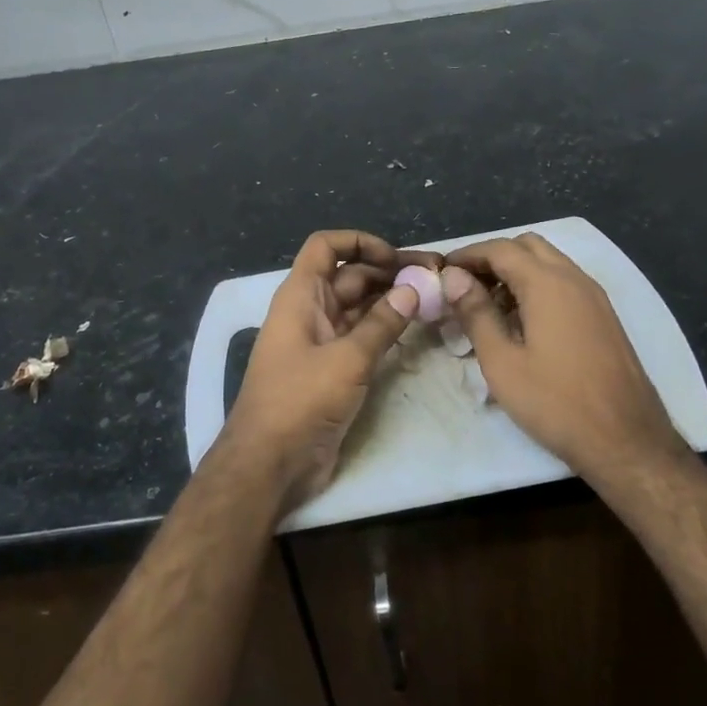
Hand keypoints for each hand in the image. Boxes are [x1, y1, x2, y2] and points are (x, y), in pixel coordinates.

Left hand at [225, 231, 439, 506]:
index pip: (325, 247)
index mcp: (300, 296)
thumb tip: (412, 289)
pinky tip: (415, 328)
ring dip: (392, 300)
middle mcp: (310, 311)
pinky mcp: (332, 369)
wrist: (270, 463)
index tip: (395, 258)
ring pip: (360, 307)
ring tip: (433, 298)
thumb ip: (381, 324)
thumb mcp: (346, 360)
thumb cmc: (300, 401)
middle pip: (350, 276)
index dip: (359, 242)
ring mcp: (322, 341)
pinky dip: (386, 328)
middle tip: (435, 277)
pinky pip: (362, 336)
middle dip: (389, 272)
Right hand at [442, 234, 683, 480]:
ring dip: (517, 271)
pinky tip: (523, 323)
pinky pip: (565, 283)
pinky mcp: (605, 317)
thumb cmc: (556, 402)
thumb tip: (454, 277)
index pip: (500, 249)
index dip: (468, 254)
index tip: (443, 270)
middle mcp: (575, 279)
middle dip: (494, 257)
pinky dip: (539, 287)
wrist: (627, 441)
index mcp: (548, 284)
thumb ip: (476, 313)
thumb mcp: (502, 362)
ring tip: (489, 307)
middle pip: (528, 246)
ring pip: (549, 263)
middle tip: (467, 286)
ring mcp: (595, 297)